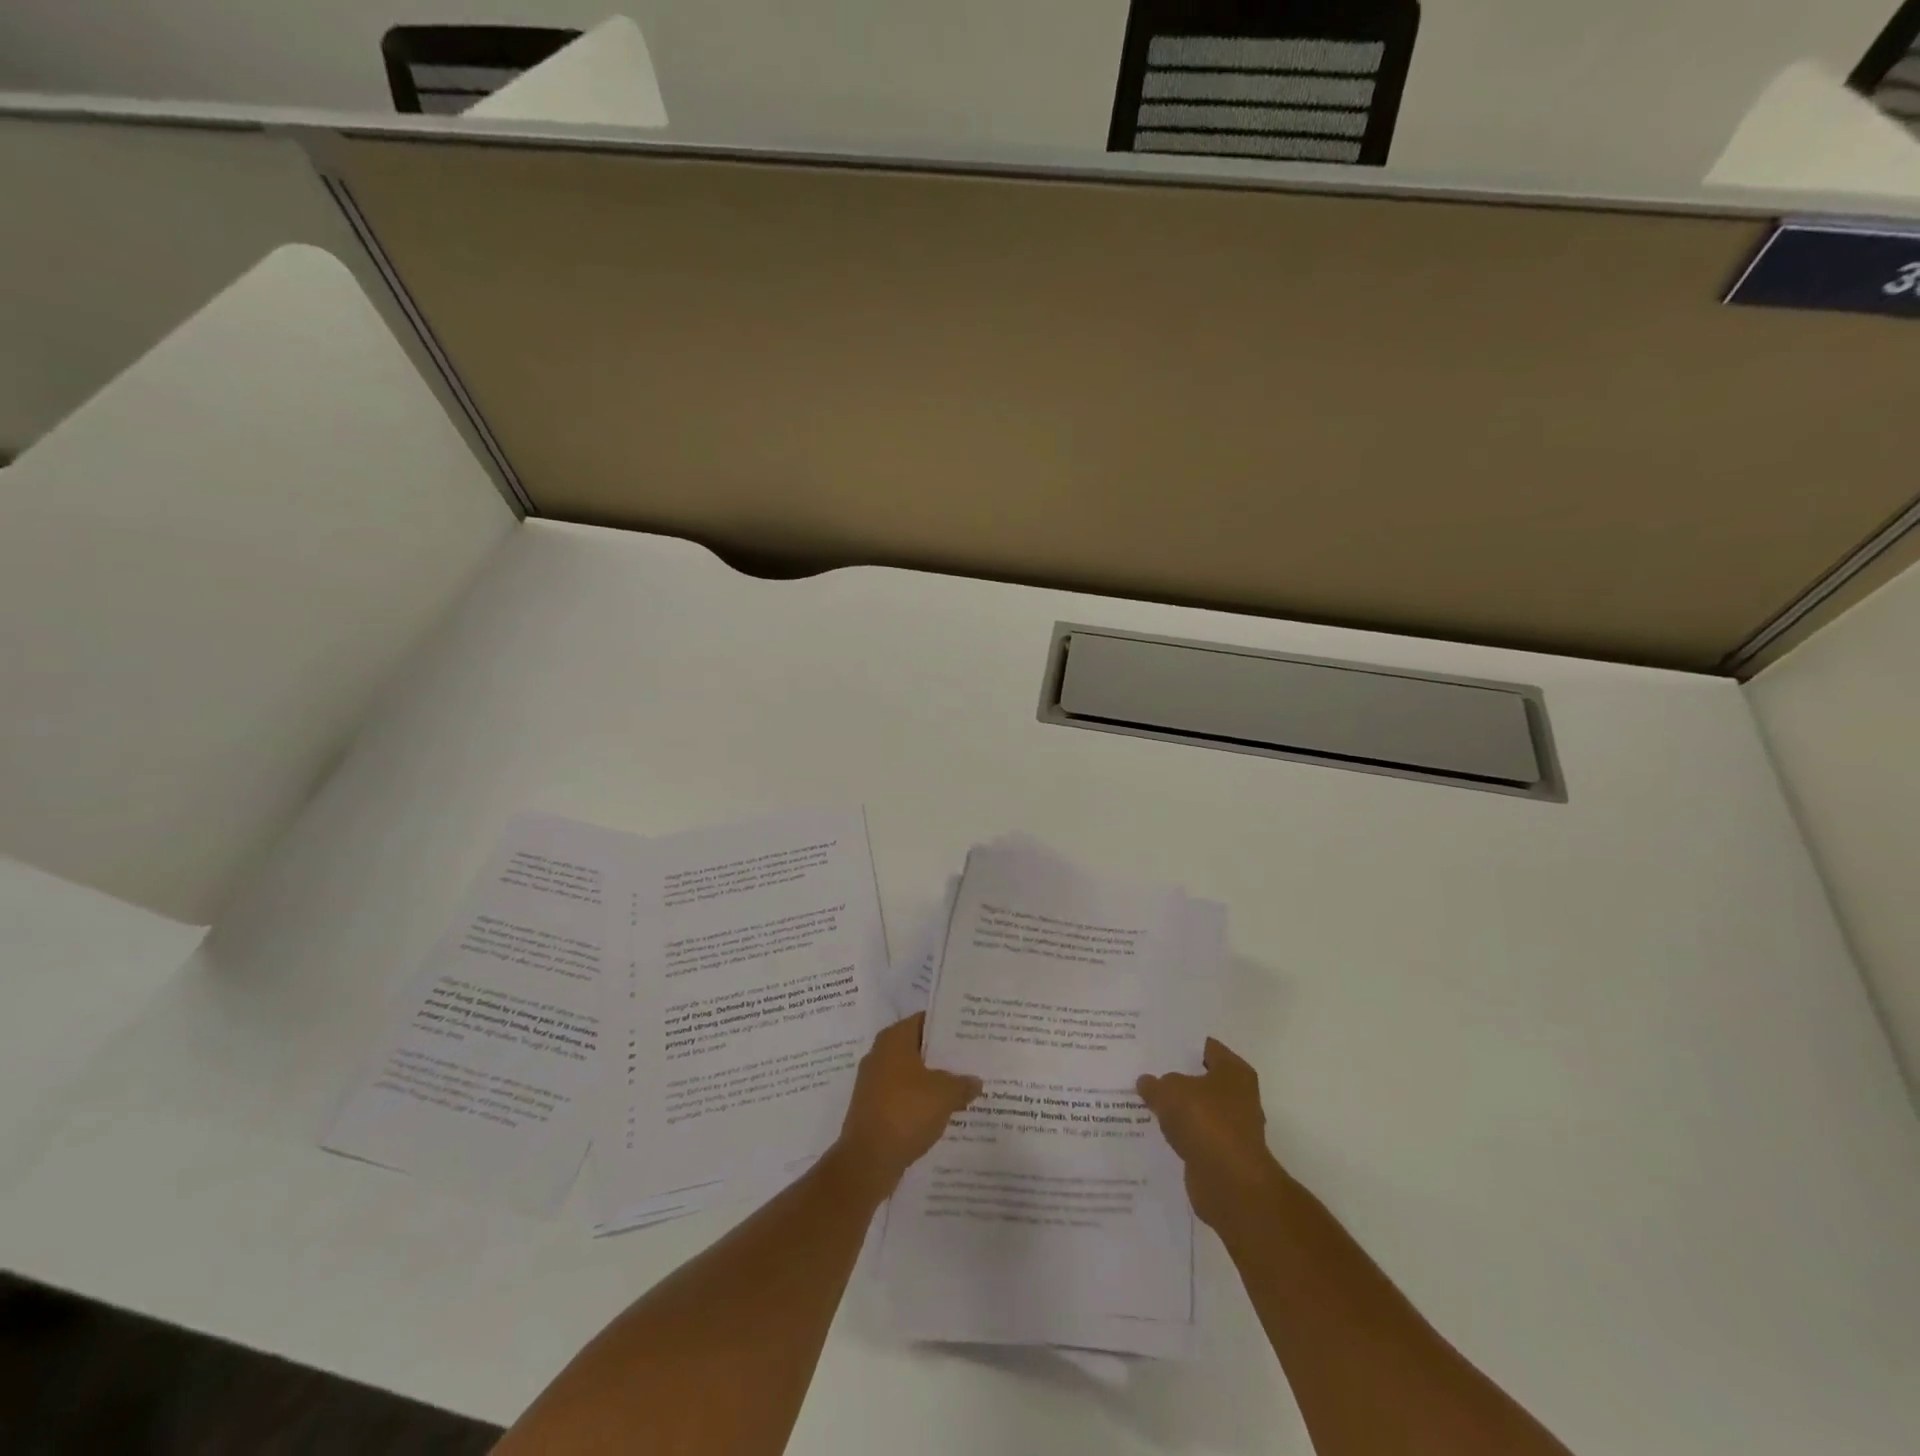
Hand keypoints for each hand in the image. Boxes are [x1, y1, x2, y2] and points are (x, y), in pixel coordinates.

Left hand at [833, 1014, 981, 1197]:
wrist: (867, 1160)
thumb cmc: (906, 1112)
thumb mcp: (944, 1094)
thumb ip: (963, 1084)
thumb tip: (975, 1081)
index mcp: (894, 1039)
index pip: (925, 1020)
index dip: (948, 1026)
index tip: (971, 1033)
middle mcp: (880, 1054)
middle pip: (918, 1048)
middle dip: (943, 1056)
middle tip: (972, 1061)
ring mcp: (873, 1083)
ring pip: (911, 1075)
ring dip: (933, 1082)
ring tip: (963, 1088)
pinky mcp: (872, 1109)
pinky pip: (903, 1097)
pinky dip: (920, 1102)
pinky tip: (943, 1113)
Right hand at [1138, 1038, 1286, 1232]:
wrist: (1229, 1184)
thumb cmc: (1205, 1122)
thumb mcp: (1170, 1091)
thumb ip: (1155, 1083)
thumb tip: (1147, 1082)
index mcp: (1234, 1071)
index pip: (1205, 1047)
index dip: (1179, 1044)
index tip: (1154, 1042)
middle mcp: (1238, 1096)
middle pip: (1200, 1079)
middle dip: (1174, 1076)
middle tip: (1142, 1068)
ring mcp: (1231, 1128)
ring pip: (1195, 1109)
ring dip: (1175, 1108)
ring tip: (1141, 1098)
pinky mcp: (1221, 1155)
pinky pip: (1193, 1136)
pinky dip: (1178, 1134)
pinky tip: (1152, 1129)